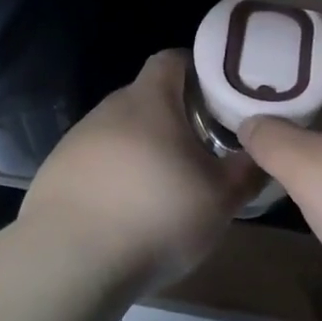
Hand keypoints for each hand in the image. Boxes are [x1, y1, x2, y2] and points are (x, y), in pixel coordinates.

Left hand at [22, 49, 258, 290]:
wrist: (70, 261)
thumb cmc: (156, 215)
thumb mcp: (220, 198)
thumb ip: (248, 170)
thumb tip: (265, 152)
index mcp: (149, 100)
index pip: (173, 59)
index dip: (199, 70)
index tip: (220, 97)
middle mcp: (109, 108)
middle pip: (148, 97)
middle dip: (175, 117)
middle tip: (202, 148)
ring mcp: (77, 139)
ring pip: (121, 132)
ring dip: (144, 149)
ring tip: (165, 187)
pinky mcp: (56, 171)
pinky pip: (96, 162)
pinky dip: (114, 176)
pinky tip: (125, 212)